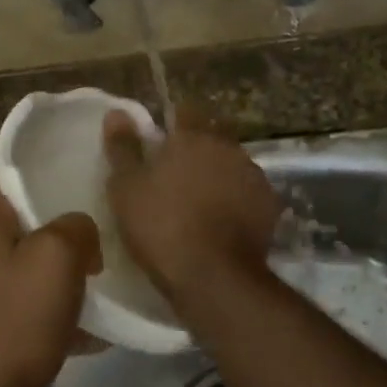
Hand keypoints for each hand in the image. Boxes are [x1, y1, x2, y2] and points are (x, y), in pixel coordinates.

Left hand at [0, 170, 100, 386]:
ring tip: (90, 278)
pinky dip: (43, 306)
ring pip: (13, 262)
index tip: (58, 175)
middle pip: (4, 220)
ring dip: (48, 268)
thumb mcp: (58, 258)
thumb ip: (75, 227)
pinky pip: (15, 301)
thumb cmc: (15, 320)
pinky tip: (83, 328)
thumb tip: (79, 229)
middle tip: (85, 229)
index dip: (18, 170)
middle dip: (45, 223)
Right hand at [103, 110, 280, 299]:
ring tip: (202, 200)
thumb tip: (117, 112)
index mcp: (193, 136)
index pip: (186, 110)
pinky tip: (224, 221)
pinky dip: (238, 200)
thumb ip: (123, 147)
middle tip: (178, 173)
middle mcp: (229, 147)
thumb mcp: (126, 188)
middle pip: (214, 136)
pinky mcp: (270, 205)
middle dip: (199, 147)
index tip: (162, 140)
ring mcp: (254, 175)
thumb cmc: (161, 227)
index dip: (174, 122)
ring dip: (220, 174)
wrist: (214, 276)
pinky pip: (249, 193)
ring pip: (233, 164)